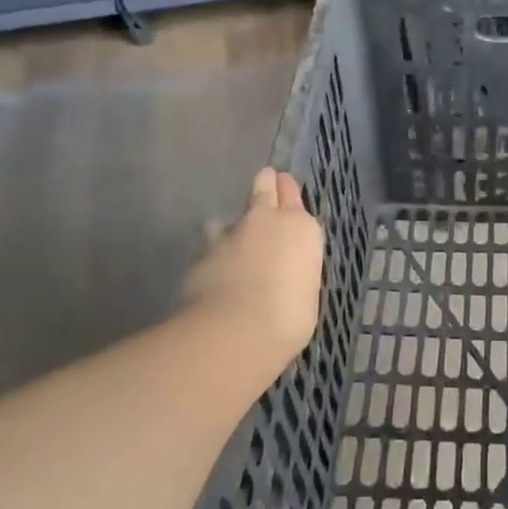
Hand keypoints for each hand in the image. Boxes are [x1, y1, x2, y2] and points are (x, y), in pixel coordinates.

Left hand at [181, 167, 324, 391]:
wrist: (237, 329)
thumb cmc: (289, 317)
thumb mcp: (306, 293)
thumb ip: (294, 273)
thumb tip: (283, 276)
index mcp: (302, 229)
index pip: (293, 196)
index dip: (288, 191)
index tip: (284, 185)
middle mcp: (267, 221)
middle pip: (263, 188)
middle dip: (265, 184)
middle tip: (265, 180)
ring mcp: (230, 233)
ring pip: (229, 218)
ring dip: (231, 227)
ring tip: (230, 241)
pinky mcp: (202, 253)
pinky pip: (209, 247)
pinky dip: (213, 255)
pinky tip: (213, 271)